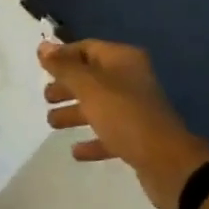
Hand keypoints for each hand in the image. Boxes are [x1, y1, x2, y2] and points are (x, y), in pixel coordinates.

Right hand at [40, 40, 208, 208]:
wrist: (168, 163)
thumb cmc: (125, 116)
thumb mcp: (89, 88)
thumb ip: (64, 68)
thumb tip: (43, 46)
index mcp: (123, 60)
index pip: (87, 48)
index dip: (63, 56)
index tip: (41, 67)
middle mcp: (130, 79)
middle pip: (92, 77)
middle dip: (67, 86)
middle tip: (46, 97)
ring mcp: (136, 109)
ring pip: (99, 105)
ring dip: (75, 112)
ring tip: (52, 123)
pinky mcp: (138, 137)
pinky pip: (109, 133)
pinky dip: (92, 139)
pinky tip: (76, 151)